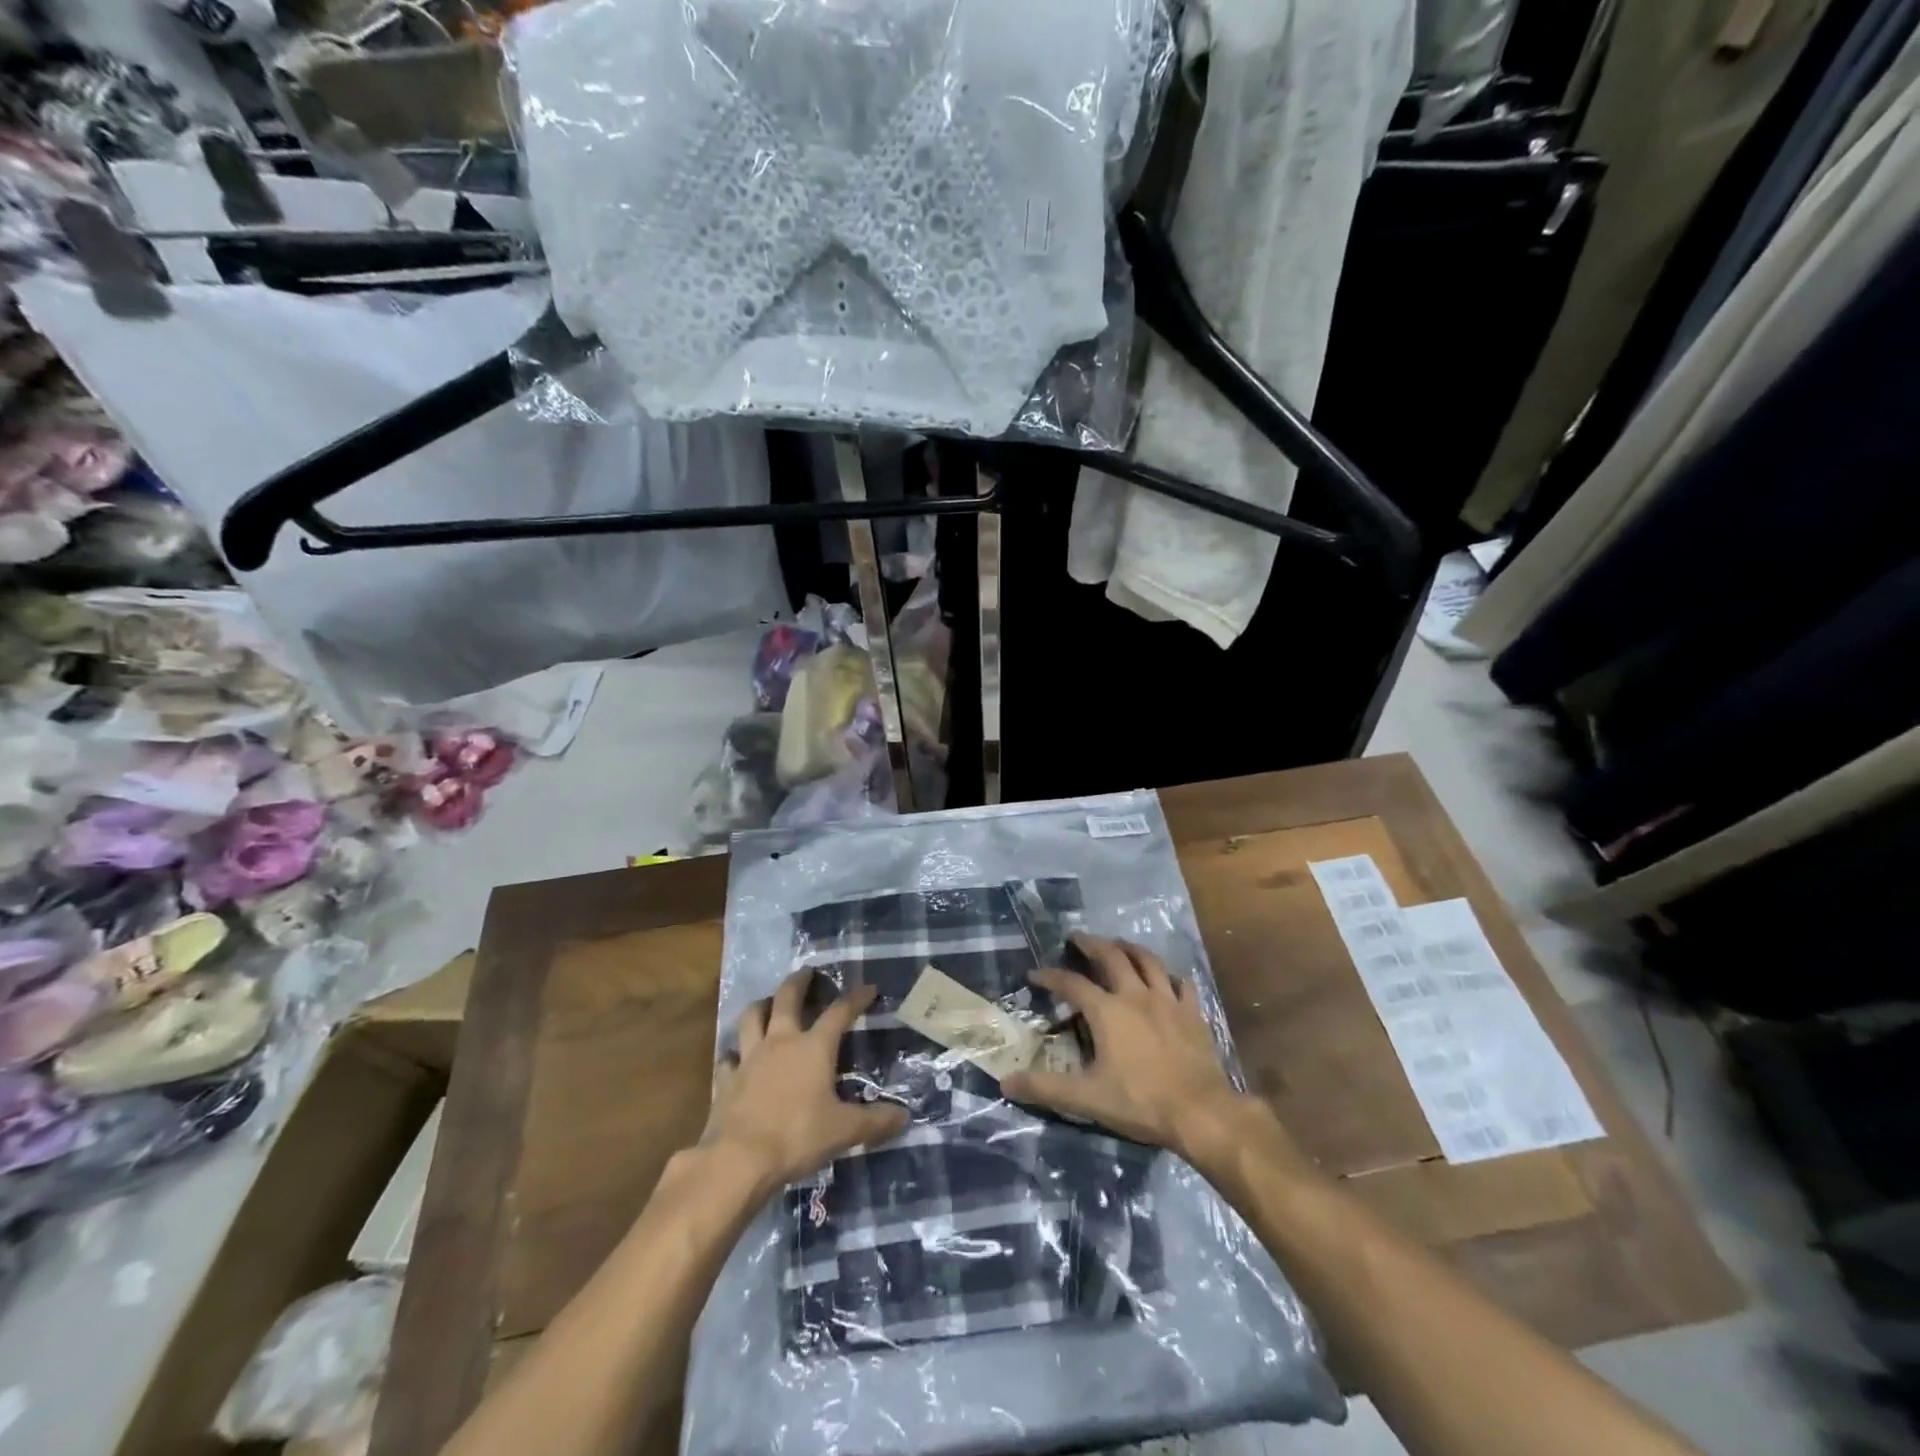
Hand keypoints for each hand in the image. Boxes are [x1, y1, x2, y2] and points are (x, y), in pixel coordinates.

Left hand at [702, 969, 908, 1187]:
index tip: (868, 988)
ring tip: (767, 1002)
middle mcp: (781, 1042)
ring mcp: (749, 1058)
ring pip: (752, 1017)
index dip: (855, 998)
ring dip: (761, 1005)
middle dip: (799, 982)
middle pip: (787, 998)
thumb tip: (905, 1117)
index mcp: (814, 1047)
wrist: (739, 1160)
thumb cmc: (797, 1137)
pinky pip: (728, 1057)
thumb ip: (875, 1122)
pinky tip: (736, 1057)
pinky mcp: (726, 1080)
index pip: (839, 1012)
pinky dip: (733, 1053)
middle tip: (806, 972)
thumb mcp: (844, 1131)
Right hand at [1001, 934, 1252, 1155]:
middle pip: (1112, 957)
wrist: (1200, 1112)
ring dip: (1129, 948)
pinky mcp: (1192, 1013)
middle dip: (1091, 944)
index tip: (1035, 974)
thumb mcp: (1087, 1098)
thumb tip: (1005, 1083)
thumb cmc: (1140, 1102)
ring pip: (1148, 961)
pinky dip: (1169, 976)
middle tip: (1078, 937)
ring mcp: (1168, 1001)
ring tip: (1118, 944)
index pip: (1072, 984)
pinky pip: (1181, 983)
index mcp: (1107, 1011)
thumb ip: (1045, 1088)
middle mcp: (1135, 995)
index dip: (1051, 976)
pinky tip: (1165, 978)